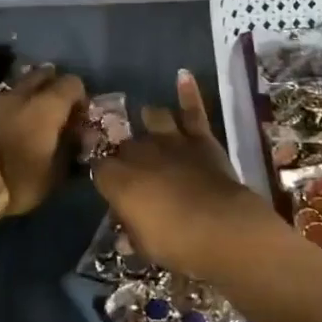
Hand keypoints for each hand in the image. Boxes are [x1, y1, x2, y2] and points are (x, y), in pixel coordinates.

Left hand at [0, 63, 86, 216]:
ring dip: (31, 96)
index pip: (73, 83)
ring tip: (33, 121)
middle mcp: (24, 93)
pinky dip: (12, 107)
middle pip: (45, 75)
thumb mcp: (55, 173)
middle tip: (57, 113)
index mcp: (48, 105)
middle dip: (54, 88)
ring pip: (21, 86)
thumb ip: (70, 150)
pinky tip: (11, 127)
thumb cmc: (19, 178)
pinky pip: (3, 100)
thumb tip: (78, 138)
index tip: (79, 118)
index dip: (80, 97)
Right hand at [93, 70, 285, 279]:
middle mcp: (139, 153)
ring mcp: (171, 141)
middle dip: (126, 153)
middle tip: (134, 167)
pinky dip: (188, 92)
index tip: (108, 185)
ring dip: (150, 121)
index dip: (104, 176)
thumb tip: (125, 232)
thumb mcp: (144, 245)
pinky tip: (182, 75)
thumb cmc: (177, 244)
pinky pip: (192, 110)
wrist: (223, 229)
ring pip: (153, 118)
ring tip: (150, 123)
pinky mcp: (200, 138)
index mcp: (119, 179)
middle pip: (125, 144)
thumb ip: (132, 230)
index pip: (99, 168)